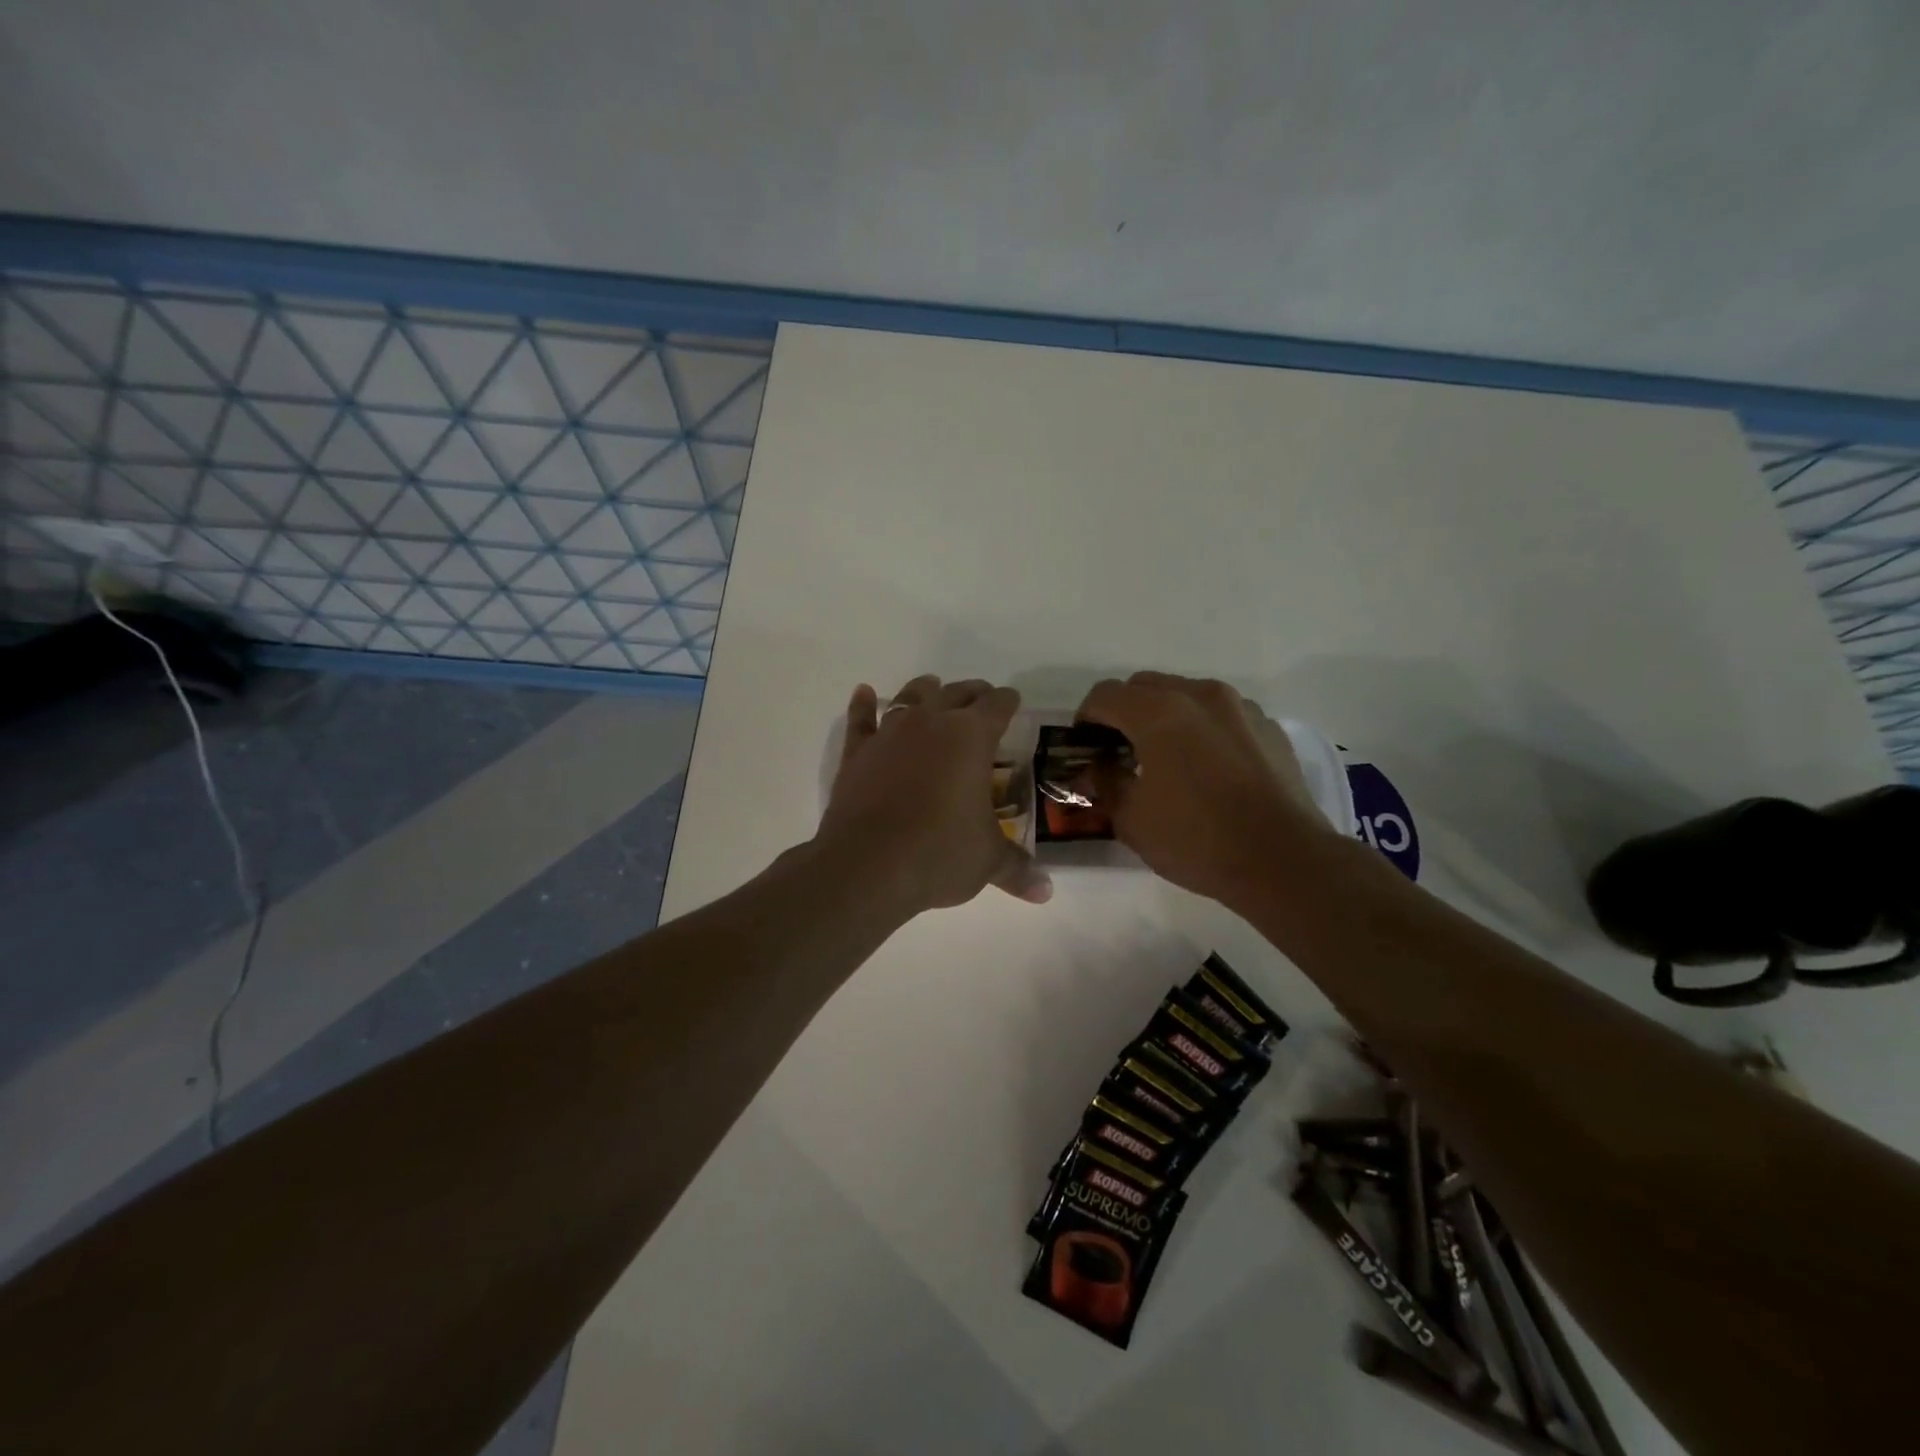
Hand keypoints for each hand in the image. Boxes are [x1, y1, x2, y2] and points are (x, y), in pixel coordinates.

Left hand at [820, 676, 1051, 915]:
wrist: (867, 865)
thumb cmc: (939, 853)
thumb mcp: (987, 861)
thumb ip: (1017, 868)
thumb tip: (1046, 891)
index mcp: (971, 737)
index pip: (997, 705)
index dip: (1008, 701)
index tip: (1013, 702)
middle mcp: (931, 722)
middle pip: (956, 693)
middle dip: (972, 693)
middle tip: (981, 699)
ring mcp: (890, 733)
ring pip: (910, 696)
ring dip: (924, 690)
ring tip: (932, 687)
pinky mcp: (857, 752)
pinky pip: (861, 719)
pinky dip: (863, 705)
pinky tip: (864, 694)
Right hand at [1076, 671, 1334, 903]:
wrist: (1284, 861)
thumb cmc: (1197, 840)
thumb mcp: (1132, 820)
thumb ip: (1106, 783)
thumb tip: (1097, 768)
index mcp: (1158, 712)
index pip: (1105, 695)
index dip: (1086, 718)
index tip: (1085, 746)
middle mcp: (1200, 695)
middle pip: (1145, 686)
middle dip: (1125, 712)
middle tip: (1120, 751)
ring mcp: (1240, 707)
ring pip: (1186, 695)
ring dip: (1165, 716)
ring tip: (1166, 758)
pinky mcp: (1269, 726)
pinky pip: (1221, 715)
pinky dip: (1203, 729)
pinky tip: (1208, 769)